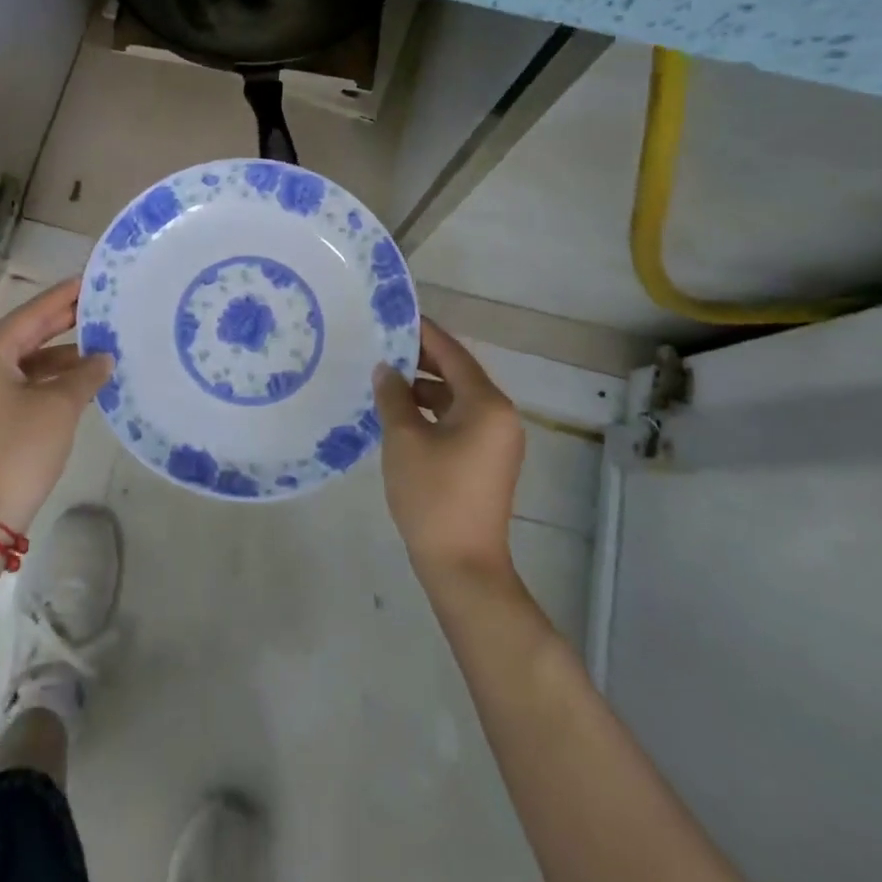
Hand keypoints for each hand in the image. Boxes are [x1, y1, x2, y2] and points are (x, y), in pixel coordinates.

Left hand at [0, 279, 113, 530]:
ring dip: (62, 354)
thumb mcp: (59, 406)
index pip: (30, 315)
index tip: (90, 280)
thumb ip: (85, 374)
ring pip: (26, 359)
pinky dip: (50, 377)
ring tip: (101, 344)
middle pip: (25, 334)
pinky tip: (82, 377)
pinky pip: (22, 381)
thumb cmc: (20, 450)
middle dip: (63, 322)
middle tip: (100, 305)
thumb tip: (104, 358)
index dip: (62, 298)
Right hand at [373, 318, 525, 585]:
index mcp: (487, 404)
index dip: (424, 333)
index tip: (395, 316)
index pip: (453, 354)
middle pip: (457, 374)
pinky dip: (431, 411)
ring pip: (456, 398)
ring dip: (423, 387)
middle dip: (420, 360)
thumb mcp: (404, 438)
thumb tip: (386, 369)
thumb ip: (393, 396)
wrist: (462, 565)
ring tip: (383, 378)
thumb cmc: (433, 495)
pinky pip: (457, 420)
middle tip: (382, 345)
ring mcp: (495, 440)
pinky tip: (399, 412)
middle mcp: (499, 416)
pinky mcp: (485, 460)